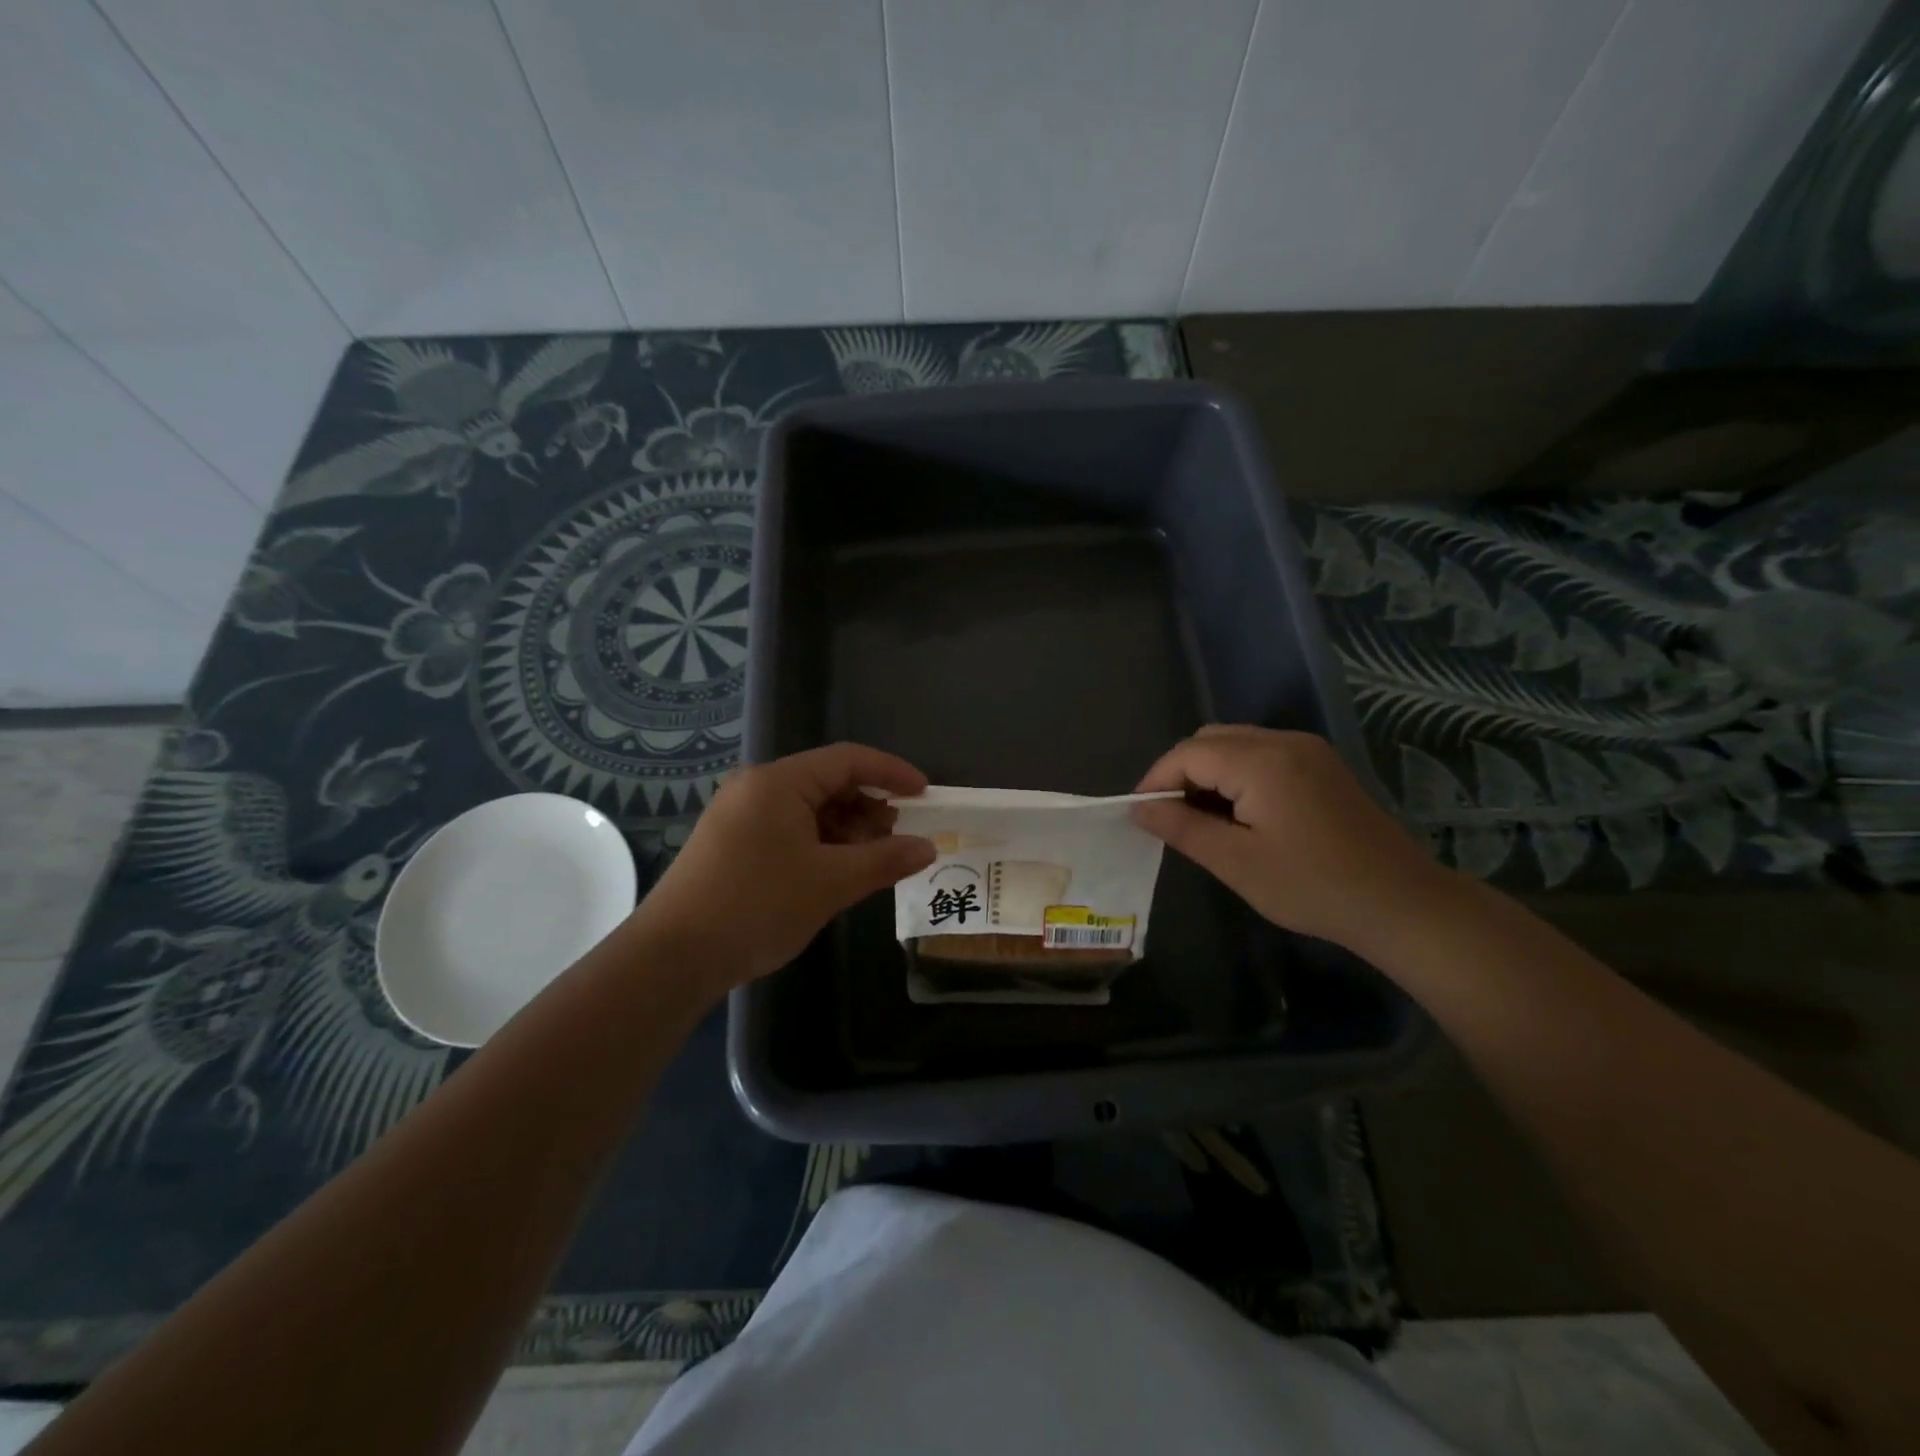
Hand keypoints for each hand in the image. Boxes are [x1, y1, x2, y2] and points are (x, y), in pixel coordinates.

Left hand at [636, 743, 936, 990]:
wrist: (673, 958)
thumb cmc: (757, 906)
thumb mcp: (831, 883)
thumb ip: (884, 859)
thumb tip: (927, 847)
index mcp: (778, 782)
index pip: (847, 760)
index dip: (891, 772)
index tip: (924, 794)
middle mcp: (756, 788)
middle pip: (828, 782)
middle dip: (869, 806)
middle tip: (899, 837)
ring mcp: (740, 815)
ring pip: (808, 809)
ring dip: (847, 829)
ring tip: (872, 860)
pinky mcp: (732, 843)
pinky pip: (789, 829)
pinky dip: (820, 844)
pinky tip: (837, 872)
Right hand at [1131, 725, 1457, 952]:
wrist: (1401, 903)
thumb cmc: (1312, 887)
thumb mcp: (1236, 862)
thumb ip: (1182, 828)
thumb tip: (1139, 809)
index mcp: (1261, 761)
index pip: (1188, 753)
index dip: (1156, 780)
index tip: (1140, 815)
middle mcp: (1284, 742)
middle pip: (1210, 740)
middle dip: (1181, 773)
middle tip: (1170, 819)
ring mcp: (1307, 750)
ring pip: (1235, 744)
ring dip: (1208, 773)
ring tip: (1200, 820)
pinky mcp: (1321, 765)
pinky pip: (1261, 754)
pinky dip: (1236, 774)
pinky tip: (1238, 814)